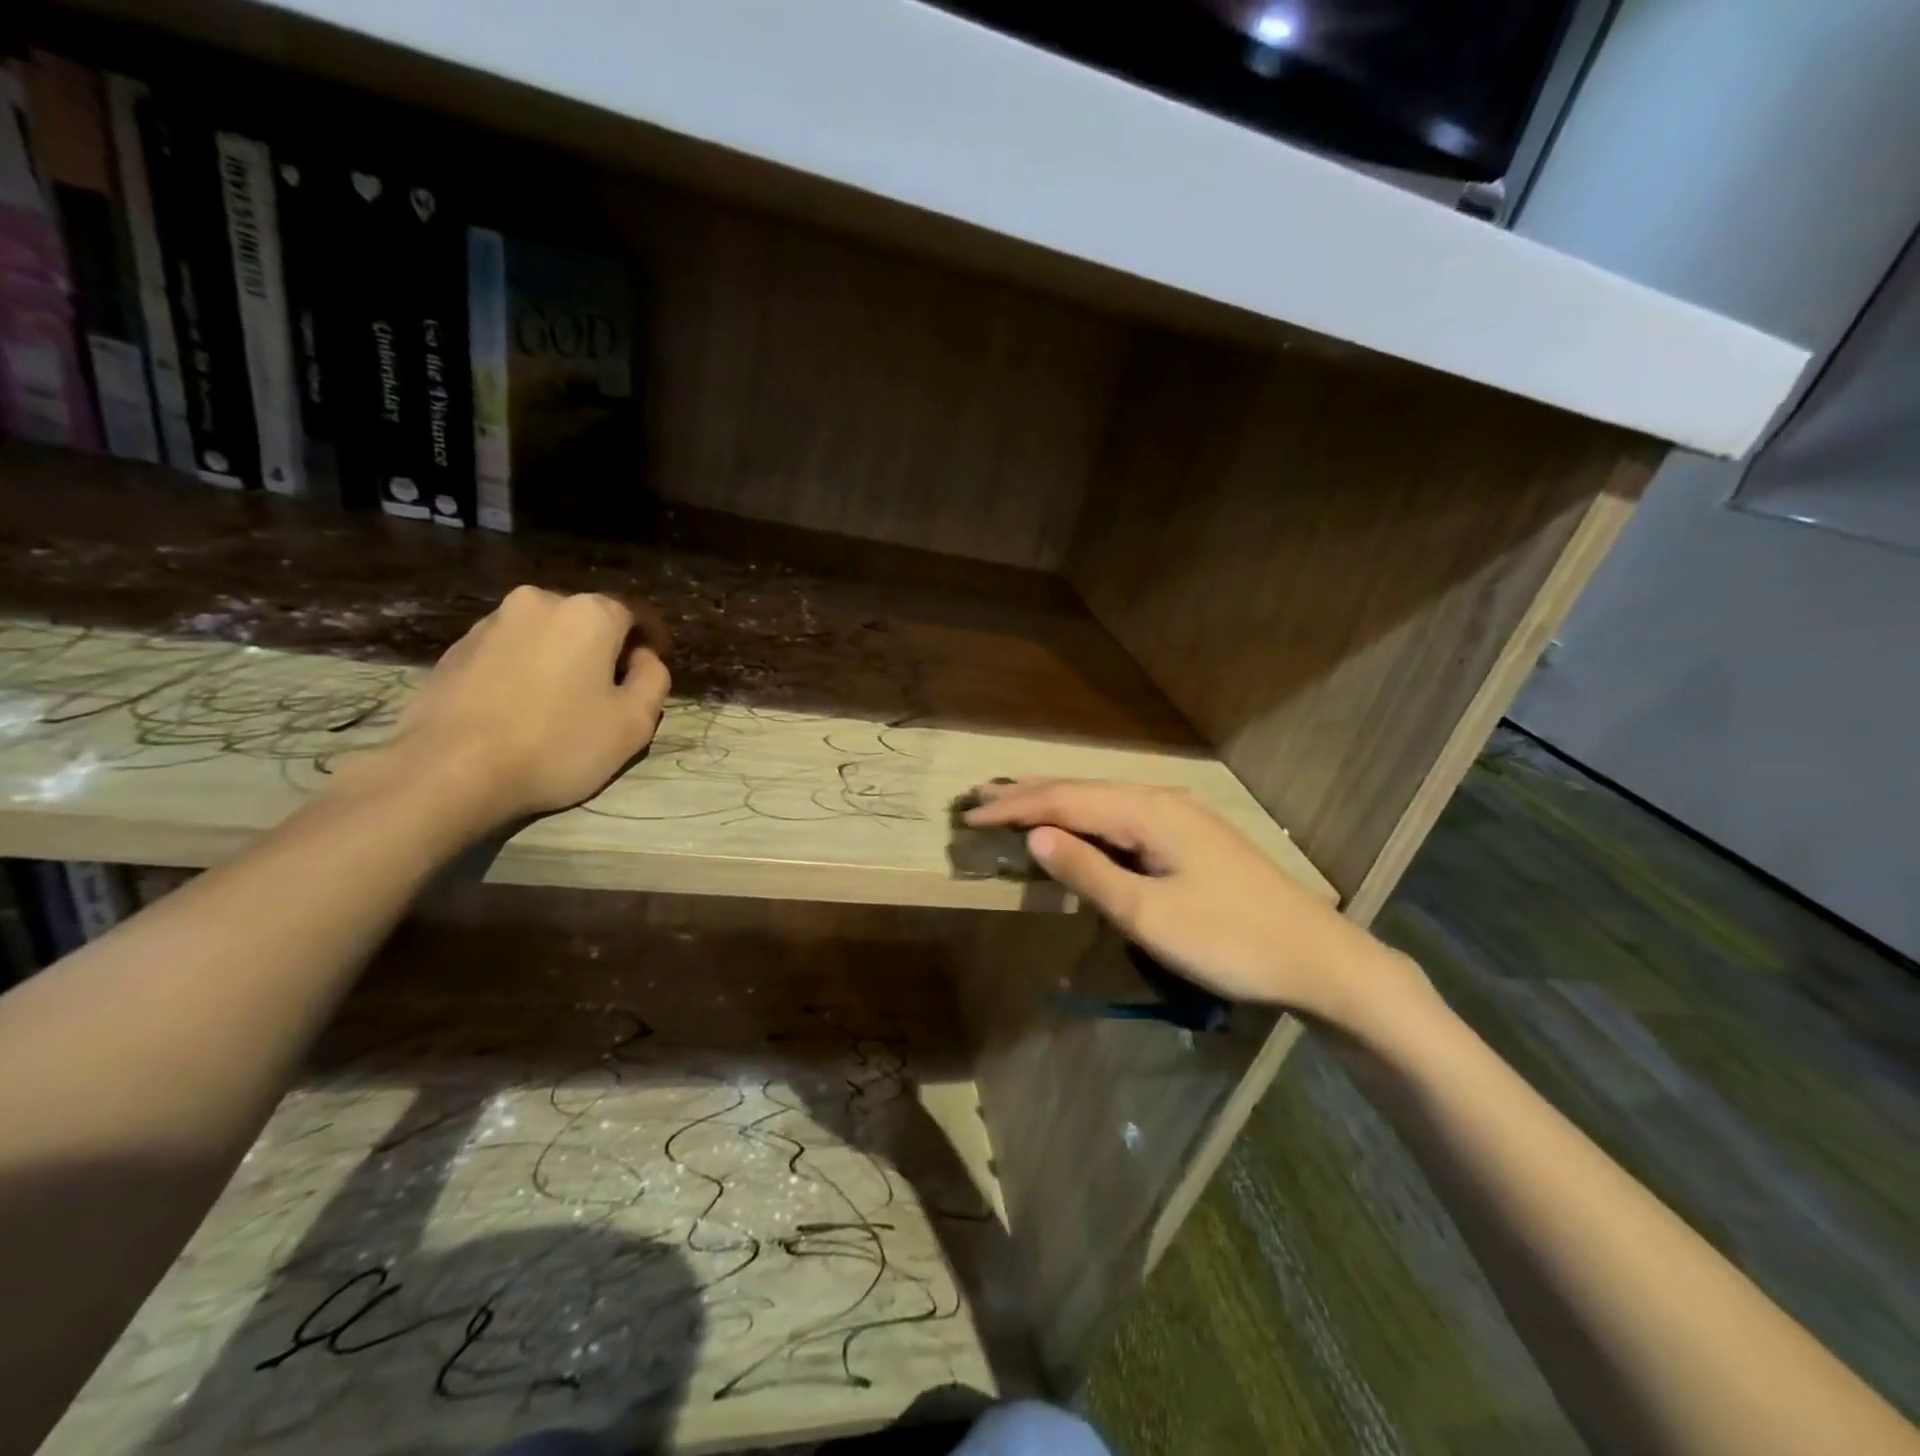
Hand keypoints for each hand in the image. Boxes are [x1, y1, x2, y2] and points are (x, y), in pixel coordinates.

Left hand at [345, 585, 670, 834]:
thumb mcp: (633, 723)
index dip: (650, 642)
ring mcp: (490, 623)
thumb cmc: (557, 743)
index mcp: (588, 613)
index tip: (652, 671)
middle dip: (603, 650)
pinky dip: (523, 672)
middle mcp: (538, 602)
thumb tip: (644, 659)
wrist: (449, 770)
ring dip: (560, 660)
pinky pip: (508, 653)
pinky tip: (521, 711)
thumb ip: (654, 681)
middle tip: (609, 693)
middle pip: (586, 622)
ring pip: (544, 636)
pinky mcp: (455, 650)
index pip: (633, 615)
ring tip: (561, 705)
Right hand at [963, 779, 1423, 1024]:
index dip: (1014, 809)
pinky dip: (1084, 817)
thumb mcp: (1148, 914)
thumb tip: (1034, 836)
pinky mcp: (1189, 836)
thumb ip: (1088, 871)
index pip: (1064, 801)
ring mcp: (1179, 816)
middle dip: (1027, 794)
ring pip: (1101, 800)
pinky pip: (1120, 816)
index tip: (968, 816)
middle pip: (1080, 790)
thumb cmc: (1229, 940)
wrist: (1317, 958)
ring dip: (1054, 801)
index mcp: (1147, 812)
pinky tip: (1073, 823)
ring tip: (1012, 800)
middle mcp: (1160, 800)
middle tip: (978, 795)